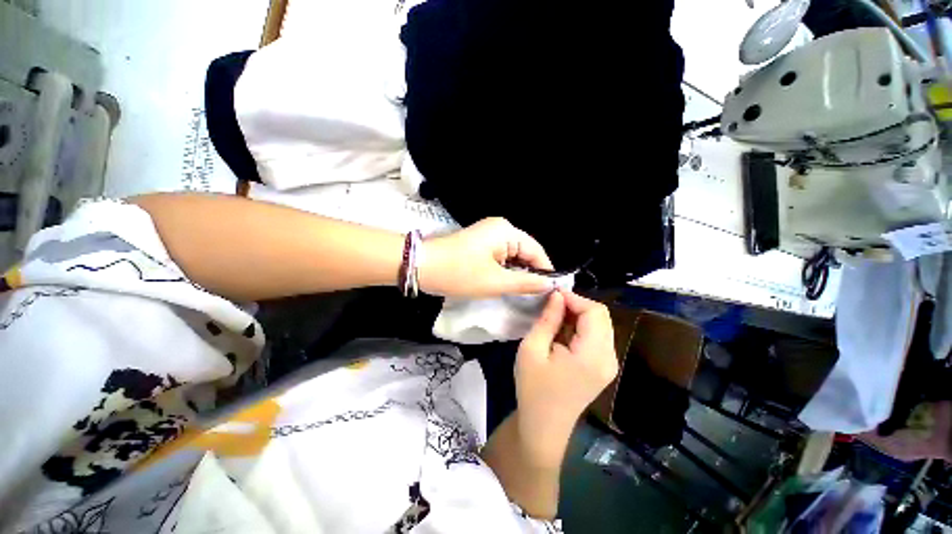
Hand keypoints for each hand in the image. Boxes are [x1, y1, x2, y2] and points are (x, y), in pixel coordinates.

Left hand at [419, 217, 555, 297]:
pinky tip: (505, 283)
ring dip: (517, 272)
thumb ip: (526, 282)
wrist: (422, 267)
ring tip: (521, 292)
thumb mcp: (496, 281)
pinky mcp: (480, 243)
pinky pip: (501, 256)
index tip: (552, 292)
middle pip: (525, 252)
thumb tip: (550, 284)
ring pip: (513, 255)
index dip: (546, 271)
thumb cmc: (460, 274)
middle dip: (530, 273)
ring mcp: (489, 234)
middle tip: (536, 296)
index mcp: (507, 231)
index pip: (537, 251)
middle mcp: (501, 228)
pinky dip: (505, 269)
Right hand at [514, 290, 617, 464]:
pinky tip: (562, 333)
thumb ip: (548, 319)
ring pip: (600, 325)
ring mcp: (609, 364)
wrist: (543, 426)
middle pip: (601, 317)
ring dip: (578, 315)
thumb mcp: (532, 349)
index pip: (595, 312)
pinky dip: (580, 328)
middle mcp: (609, 358)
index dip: (574, 298)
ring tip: (554, 318)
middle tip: (551, 306)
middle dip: (576, 305)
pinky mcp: (603, 367)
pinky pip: (597, 337)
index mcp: (592, 355)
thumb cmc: (533, 388)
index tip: (551, 295)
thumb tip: (557, 295)